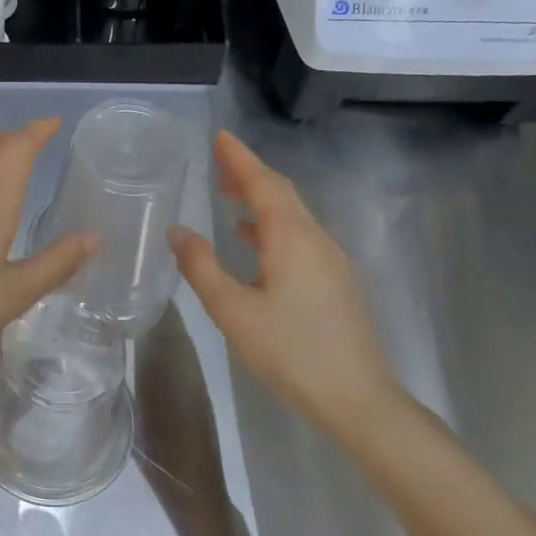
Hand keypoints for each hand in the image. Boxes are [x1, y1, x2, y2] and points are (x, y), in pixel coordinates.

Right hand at [168, 131, 401, 434]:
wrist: (358, 399)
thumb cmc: (291, 351)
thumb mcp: (233, 311)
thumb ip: (202, 267)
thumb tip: (177, 231)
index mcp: (292, 239)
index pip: (263, 184)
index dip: (240, 159)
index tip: (219, 136)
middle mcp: (316, 240)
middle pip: (282, 194)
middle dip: (250, 173)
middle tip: (219, 159)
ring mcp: (330, 262)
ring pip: (292, 216)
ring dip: (260, 199)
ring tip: (228, 193)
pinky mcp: (335, 283)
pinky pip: (299, 237)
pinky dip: (272, 226)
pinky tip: (252, 240)